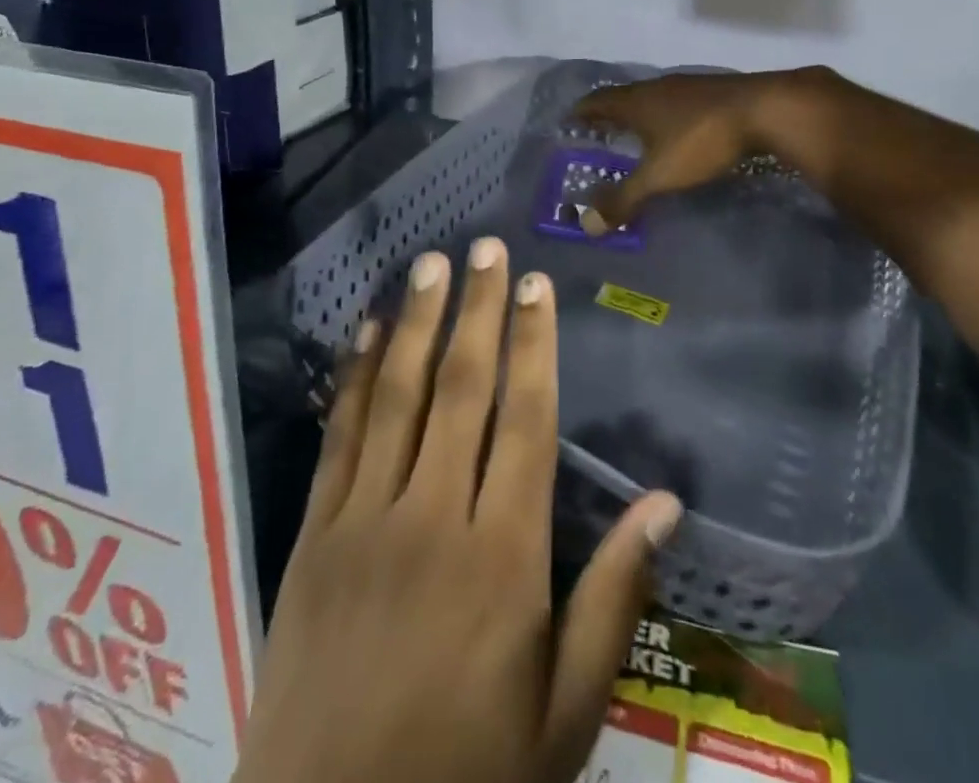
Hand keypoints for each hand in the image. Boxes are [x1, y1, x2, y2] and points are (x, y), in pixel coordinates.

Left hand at [237, 239, 683, 782]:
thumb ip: (612, 599)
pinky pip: (339, 437)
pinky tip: (370, 330)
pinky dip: (356, 376)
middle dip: (478, 310)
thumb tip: (665, 503)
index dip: (534, 345)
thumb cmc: (467, 775)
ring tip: (433, 263)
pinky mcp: (314, 536)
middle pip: (462, 389)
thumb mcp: (565, 714)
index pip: (525, 420)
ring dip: (420, 323)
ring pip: (399, 397)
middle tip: (486, 248)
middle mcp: (434, 517)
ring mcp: (365, 521)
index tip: (537, 287)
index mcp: (503, 557)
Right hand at [574, 70, 804, 226]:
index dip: (582, 111)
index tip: (569, 119)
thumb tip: (587, 224)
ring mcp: (689, 85)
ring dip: (641, 112)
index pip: (598, 101)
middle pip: (625, 96)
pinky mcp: (715, 91)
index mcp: (637, 102)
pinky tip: (679, 129)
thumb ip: (624, 199)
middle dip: (610, 112)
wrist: (766, 109)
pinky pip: (679, 101)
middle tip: (599, 128)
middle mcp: (658, 87)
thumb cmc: (702, 140)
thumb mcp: (660, 175)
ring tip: (636, 131)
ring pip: (654, 97)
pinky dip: (668, 114)